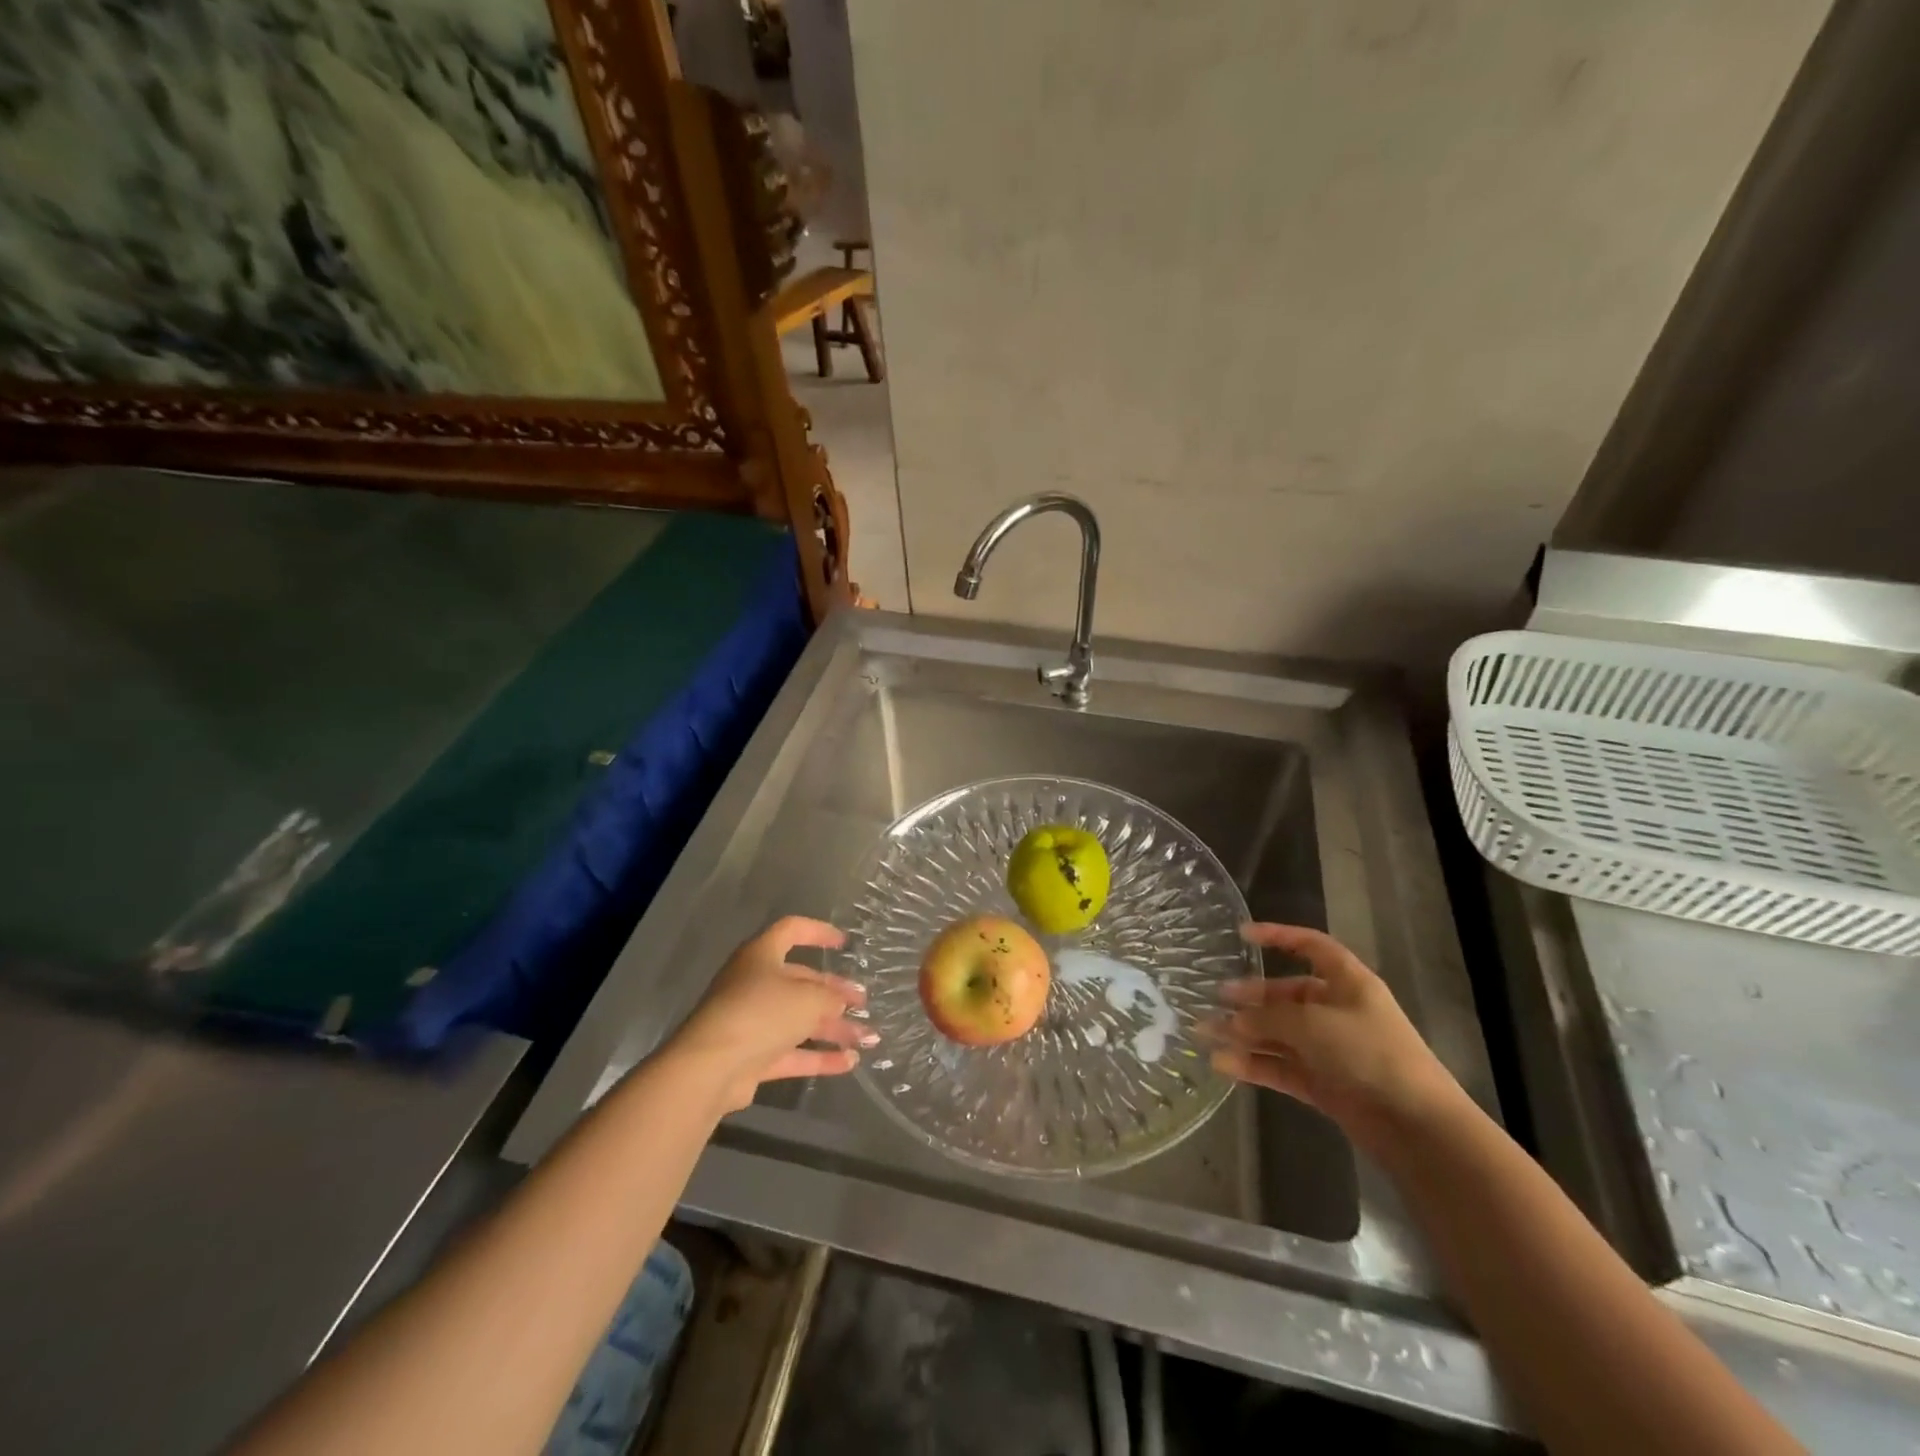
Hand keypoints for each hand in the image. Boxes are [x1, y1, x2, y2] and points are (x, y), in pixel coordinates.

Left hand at [668, 917, 870, 1112]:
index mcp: (762, 955)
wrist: (710, 1068)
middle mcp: (755, 984)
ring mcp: (752, 1022)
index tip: (844, 942)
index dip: (819, 932)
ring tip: (868, 1039)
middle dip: (834, 993)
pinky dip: (819, 1057)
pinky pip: (791, 1052)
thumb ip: (830, 997)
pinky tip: (849, 1063)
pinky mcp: (751, 1056)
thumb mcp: (807, 998)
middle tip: (863, 1003)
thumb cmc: (760, 1013)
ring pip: (799, 1020)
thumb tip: (840, 1002)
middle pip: (800, 981)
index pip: (792, 930)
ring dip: (833, 1028)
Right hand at [1207, 924, 1461, 1150]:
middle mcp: (1337, 1011)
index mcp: (1348, 983)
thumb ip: (1268, 1019)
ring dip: (1243, 1034)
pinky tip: (1222, 1064)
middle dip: (1250, 998)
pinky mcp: (1323, 1084)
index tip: (1242, 934)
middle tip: (1215, 999)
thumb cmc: (1370, 1054)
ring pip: (1278, 1034)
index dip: (1279, 936)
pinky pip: (1280, 1066)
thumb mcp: (1313, 1025)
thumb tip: (1233, 1021)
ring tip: (1203, 1033)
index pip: (1311, 946)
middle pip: (1285, 996)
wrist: (1417, 1126)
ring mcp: (1330, 1050)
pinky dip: (1253, 1064)